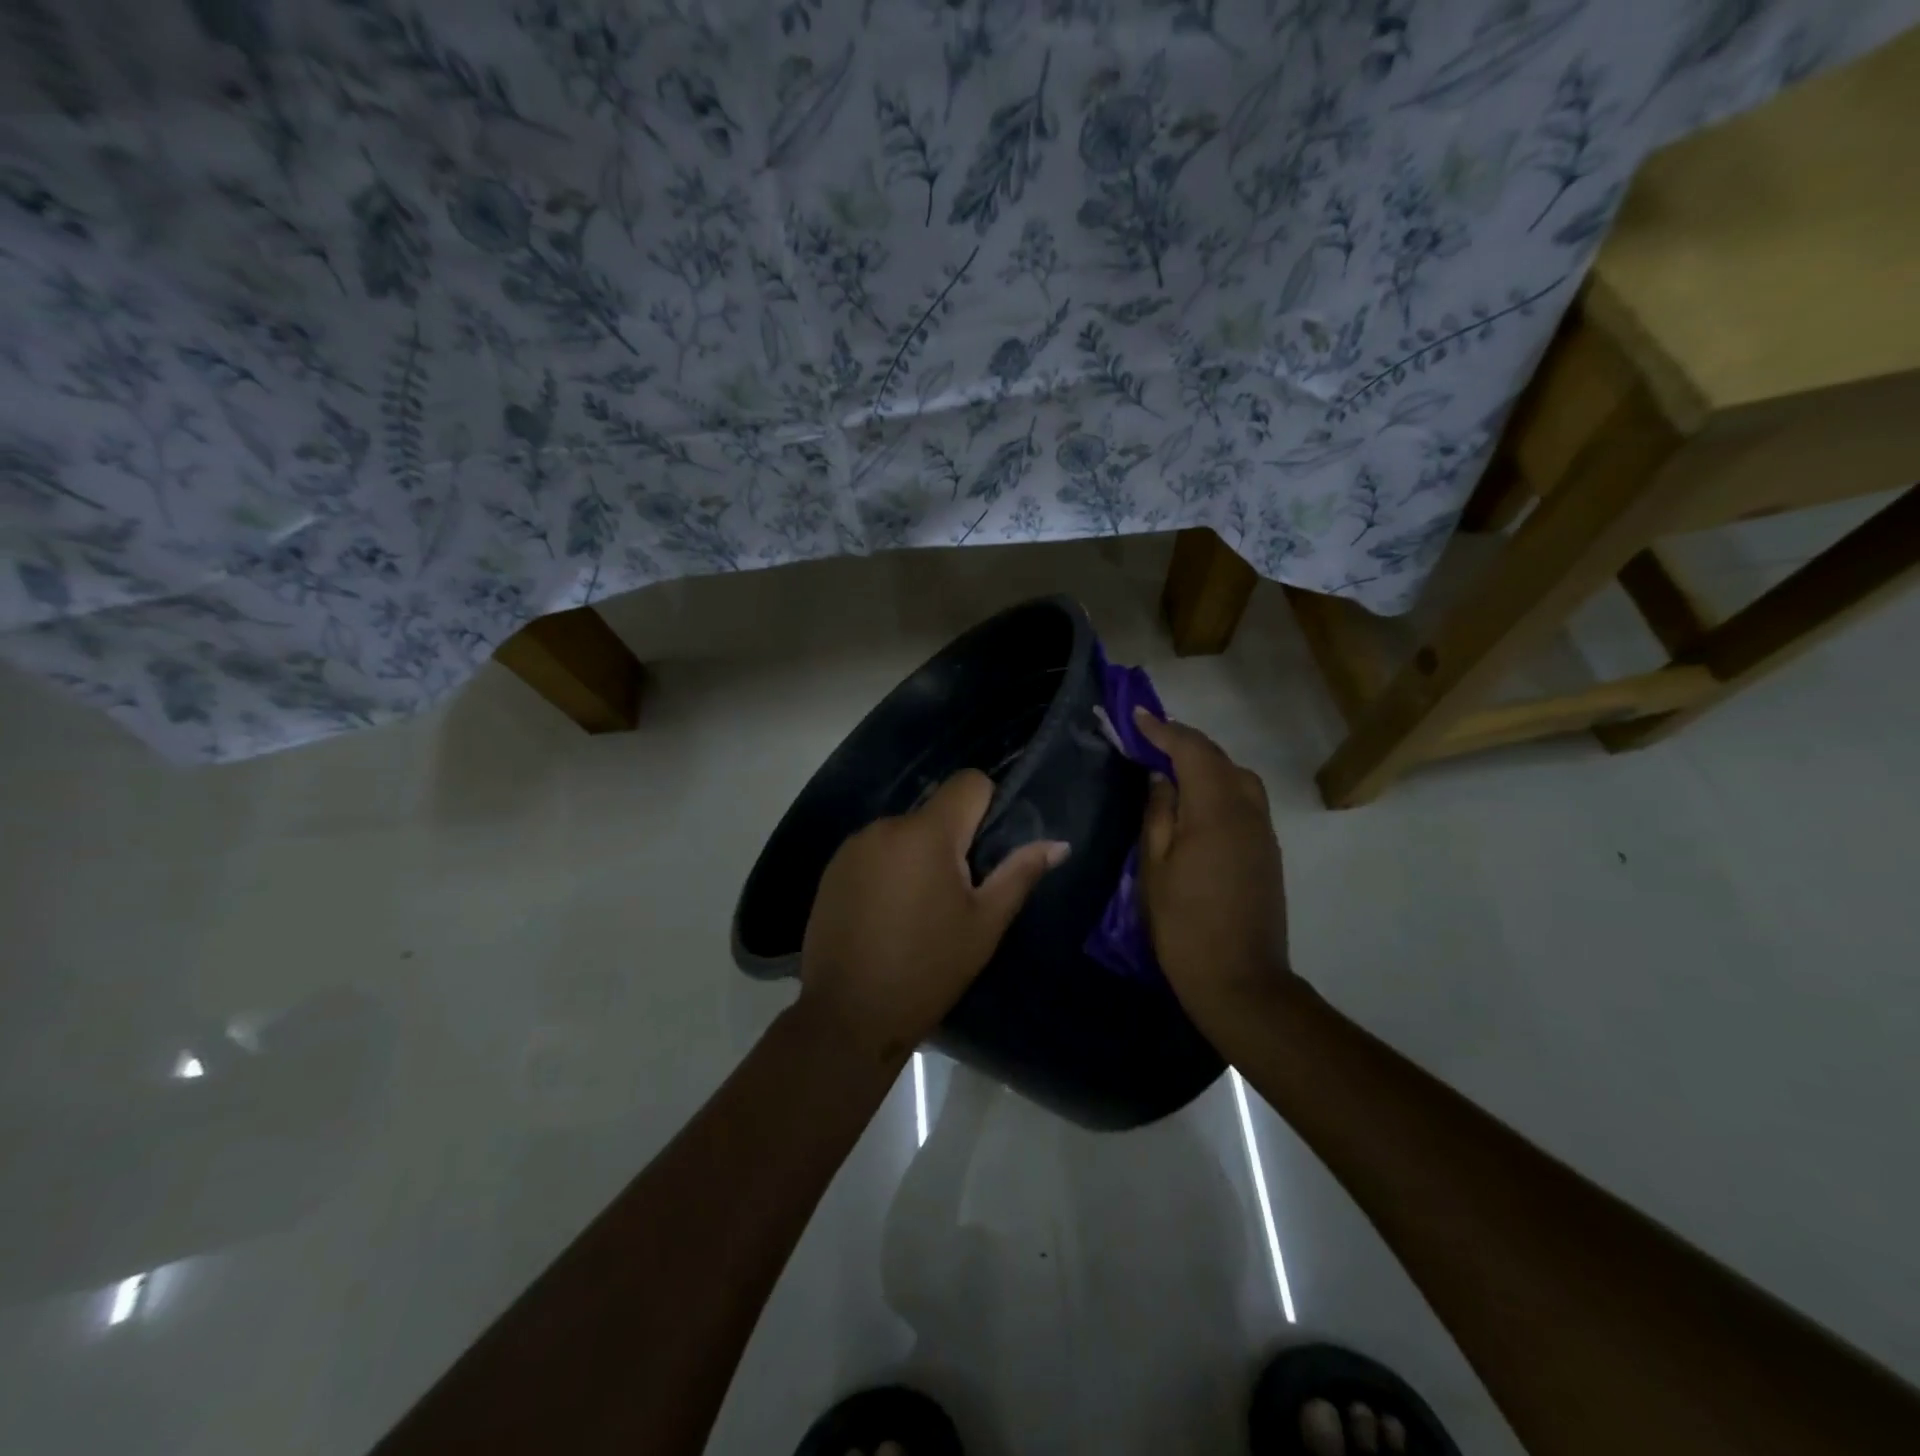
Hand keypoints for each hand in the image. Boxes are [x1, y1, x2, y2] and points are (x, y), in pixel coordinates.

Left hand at [800, 771, 1068, 1065]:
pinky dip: (889, 869)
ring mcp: (853, 846)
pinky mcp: (832, 869)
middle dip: (952, 839)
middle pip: (935, 811)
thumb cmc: (928, 969)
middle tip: (957, 893)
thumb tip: (1058, 843)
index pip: (968, 782)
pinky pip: (874, 851)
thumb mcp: (984, 925)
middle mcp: (886, 826)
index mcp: (928, 834)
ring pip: (904, 832)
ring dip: (919, 855)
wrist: (847, 1015)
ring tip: (920, 909)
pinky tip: (887, 914)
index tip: (988, 848)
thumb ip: (1019, 874)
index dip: (987, 804)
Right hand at [1135, 709, 1292, 1022]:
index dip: (1164, 730)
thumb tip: (1162, 778)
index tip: (1137, 716)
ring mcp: (1263, 832)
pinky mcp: (1268, 852)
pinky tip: (1196, 804)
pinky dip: (1219, 788)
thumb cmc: (1184, 925)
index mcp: (1216, 811)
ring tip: (1171, 770)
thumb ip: (1158, 814)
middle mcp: (1248, 811)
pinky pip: (1244, 801)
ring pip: (1237, 778)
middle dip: (1185, 743)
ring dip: (1205, 765)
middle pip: (1219, 759)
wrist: (1240, 981)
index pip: (1192, 751)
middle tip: (1149, 741)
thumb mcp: (1155, 867)